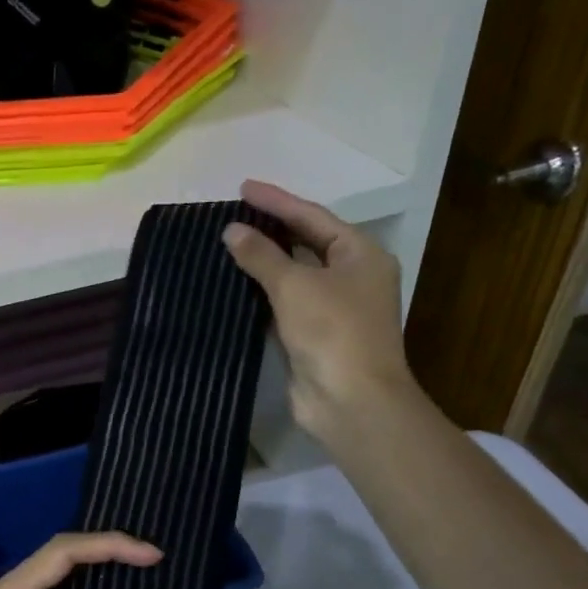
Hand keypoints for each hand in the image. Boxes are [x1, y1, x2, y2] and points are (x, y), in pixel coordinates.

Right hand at [222, 179, 416, 447]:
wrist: (350, 400)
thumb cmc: (332, 331)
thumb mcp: (294, 285)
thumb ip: (261, 255)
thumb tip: (231, 231)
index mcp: (360, 255)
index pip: (312, 217)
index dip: (277, 201)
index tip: (243, 188)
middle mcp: (351, 278)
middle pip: (306, 244)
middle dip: (271, 230)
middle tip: (233, 215)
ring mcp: (333, 310)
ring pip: (293, 277)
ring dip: (263, 264)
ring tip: (227, 246)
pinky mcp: (313, 338)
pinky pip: (284, 306)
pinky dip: (261, 296)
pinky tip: (233, 287)